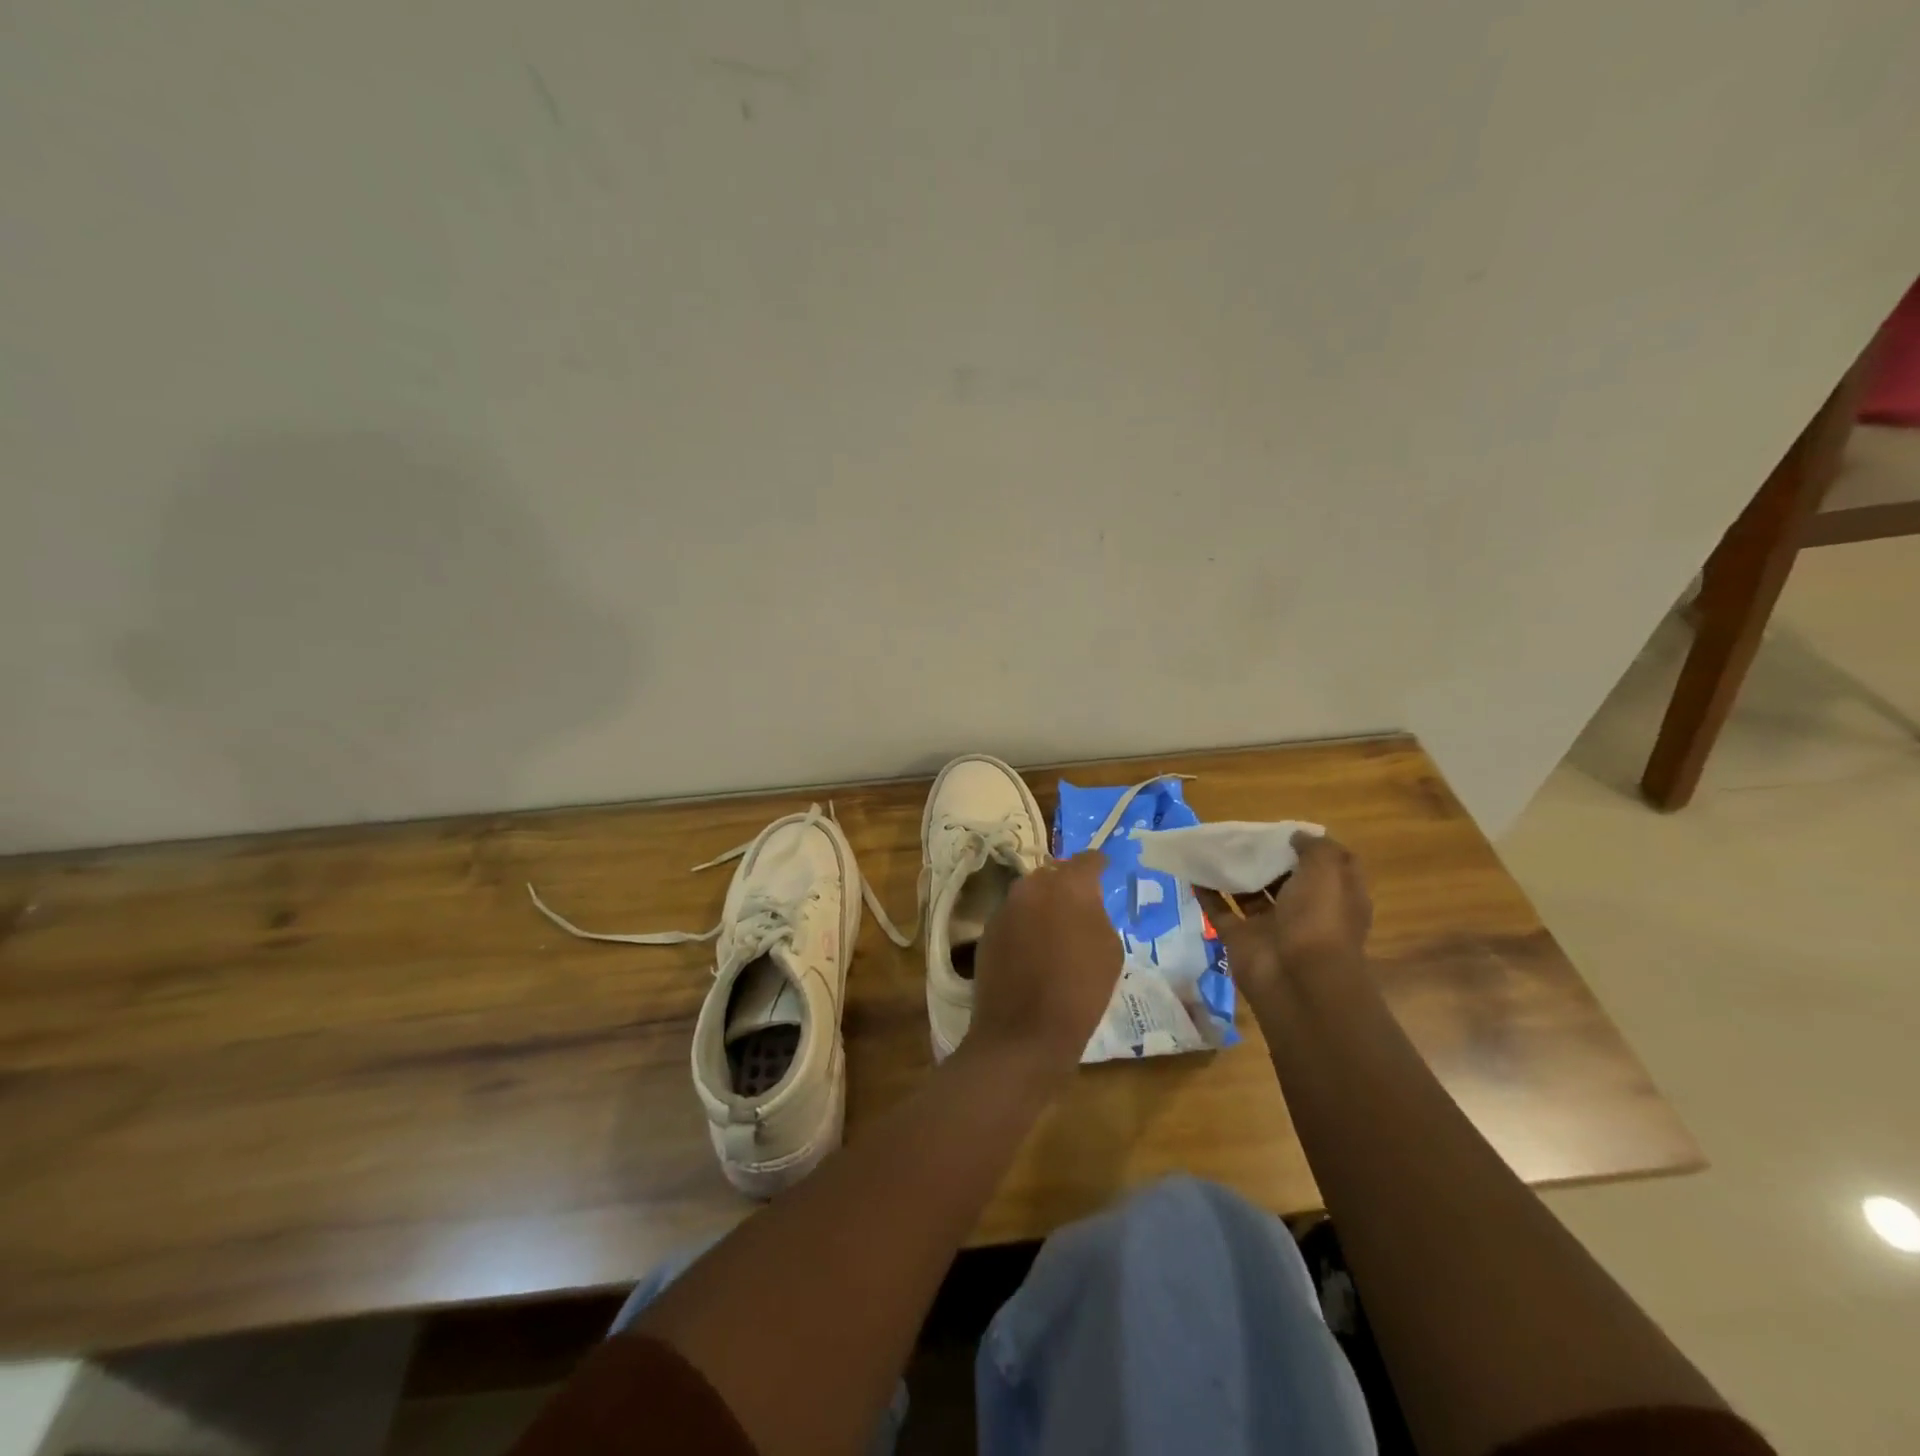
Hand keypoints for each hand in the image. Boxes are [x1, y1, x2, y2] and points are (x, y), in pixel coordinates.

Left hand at [967, 851, 1120, 1085]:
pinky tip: (1033, 949)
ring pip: (1030, 896)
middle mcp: (1031, 886)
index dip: (1098, 865)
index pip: (1087, 860)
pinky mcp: (987, 931)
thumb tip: (1085, 905)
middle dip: (1067, 885)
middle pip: (1053, 874)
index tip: (1105, 870)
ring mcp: (1005, 907)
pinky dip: (1025, 926)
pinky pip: (1013, 918)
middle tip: (1081, 905)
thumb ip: (1097, 914)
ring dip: (1043, 905)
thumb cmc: (1080, 991)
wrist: (1023, 1033)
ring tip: (1056, 929)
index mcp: (1068, 885)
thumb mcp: (1109, 950)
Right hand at [1200, 832, 1371, 995]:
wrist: (1297, 980)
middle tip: (1242, 834)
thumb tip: (1296, 836)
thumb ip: (1314, 848)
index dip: (1310, 849)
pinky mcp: (1240, 939)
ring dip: (1234, 873)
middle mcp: (1305, 912)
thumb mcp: (1328, 871)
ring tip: (1213, 846)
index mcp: (1334, 897)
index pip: (1326, 868)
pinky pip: (1220, 912)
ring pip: (1250, 894)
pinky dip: (1206, 893)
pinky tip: (1192, 871)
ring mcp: (1271, 927)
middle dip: (1266, 857)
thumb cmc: (1320, 919)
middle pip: (1284, 879)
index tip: (1285, 831)